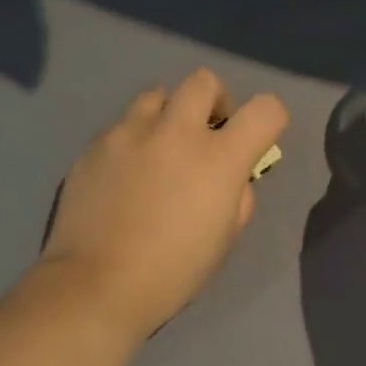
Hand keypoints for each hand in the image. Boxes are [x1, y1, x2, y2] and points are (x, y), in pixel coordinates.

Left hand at [39, 68, 289, 341]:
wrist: (97, 285)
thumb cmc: (174, 271)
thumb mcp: (225, 238)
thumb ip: (238, 195)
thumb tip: (233, 176)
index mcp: (219, 158)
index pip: (266, 109)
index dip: (270, 119)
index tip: (256, 141)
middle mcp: (176, 132)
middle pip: (204, 81)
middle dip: (213, 102)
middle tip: (205, 136)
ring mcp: (129, 133)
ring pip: (156, 95)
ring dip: (168, 116)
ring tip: (159, 152)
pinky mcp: (94, 144)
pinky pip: (122, 125)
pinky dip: (133, 140)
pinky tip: (124, 176)